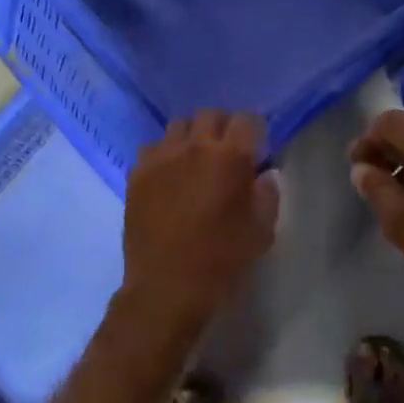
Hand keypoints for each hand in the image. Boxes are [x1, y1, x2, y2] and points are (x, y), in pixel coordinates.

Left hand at [121, 110, 279, 331]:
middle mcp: (194, 147)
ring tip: (194, 159)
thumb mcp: (261, 232)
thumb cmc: (221, 262)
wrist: (166, 287)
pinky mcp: (137, 173)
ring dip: (191, 136)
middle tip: (225, 150)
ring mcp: (161, 157)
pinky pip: (151, 148)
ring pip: (178, 126)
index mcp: (230, 158)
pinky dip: (163, 154)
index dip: (254, 130)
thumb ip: (267, 195)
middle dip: (222, 126)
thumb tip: (264, 174)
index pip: (246, 120)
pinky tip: (168, 176)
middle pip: (210, 115)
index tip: (256, 146)